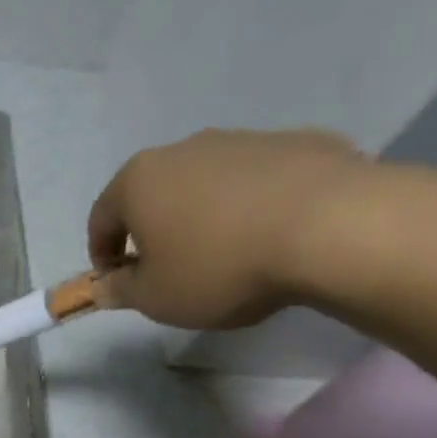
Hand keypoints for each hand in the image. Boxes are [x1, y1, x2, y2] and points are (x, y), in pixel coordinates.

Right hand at [87, 128, 372, 328]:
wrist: (335, 227)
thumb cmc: (220, 266)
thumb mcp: (155, 298)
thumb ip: (121, 290)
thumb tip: (105, 286)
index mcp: (139, 181)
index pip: (101, 217)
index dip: (102, 253)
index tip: (117, 280)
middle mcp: (184, 149)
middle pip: (154, 193)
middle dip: (154, 229)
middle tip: (169, 268)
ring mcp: (244, 140)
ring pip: (208, 183)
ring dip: (204, 214)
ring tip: (227, 253)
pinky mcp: (300, 142)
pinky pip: (261, 179)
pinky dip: (255, 204)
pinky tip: (274, 235)